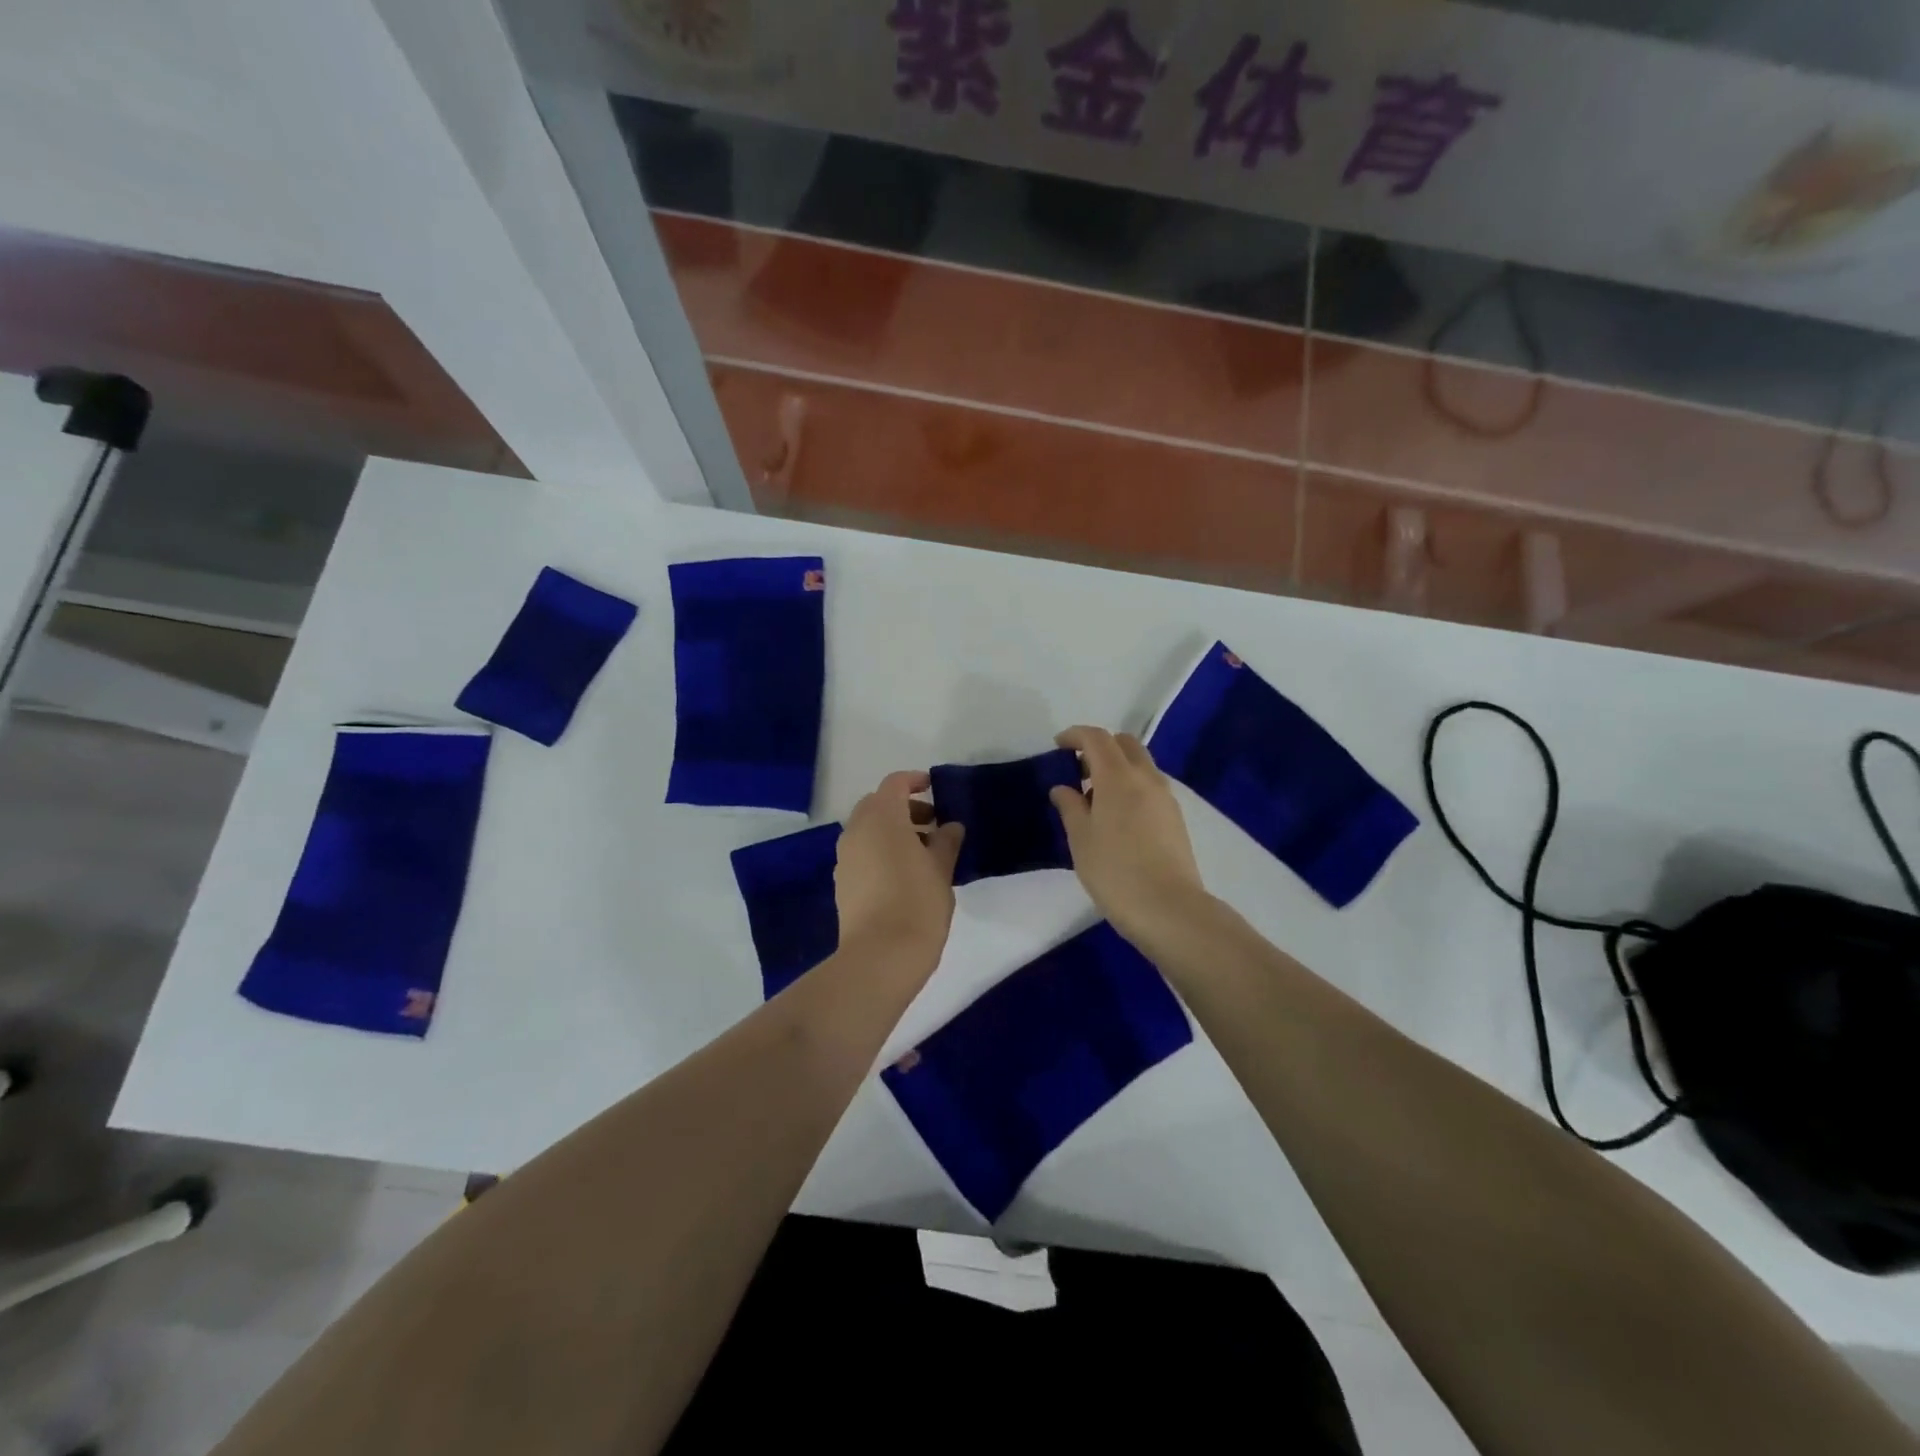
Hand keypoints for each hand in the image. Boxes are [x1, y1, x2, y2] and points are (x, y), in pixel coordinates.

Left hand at [835, 771, 964, 972]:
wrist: (880, 955)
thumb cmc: (917, 902)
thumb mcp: (942, 868)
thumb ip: (947, 841)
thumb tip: (950, 827)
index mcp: (881, 817)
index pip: (895, 783)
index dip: (914, 781)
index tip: (934, 789)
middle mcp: (856, 830)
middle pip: (877, 805)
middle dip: (903, 809)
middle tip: (932, 825)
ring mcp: (845, 857)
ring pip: (867, 830)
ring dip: (891, 831)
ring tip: (923, 853)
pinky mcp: (842, 882)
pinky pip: (861, 853)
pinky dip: (880, 851)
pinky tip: (903, 875)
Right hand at [1050, 726, 1210, 948]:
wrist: (1168, 908)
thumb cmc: (1115, 872)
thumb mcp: (1080, 839)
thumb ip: (1070, 807)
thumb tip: (1064, 788)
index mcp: (1118, 777)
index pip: (1097, 738)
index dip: (1075, 735)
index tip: (1058, 745)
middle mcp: (1146, 778)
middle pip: (1124, 743)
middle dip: (1099, 746)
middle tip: (1077, 770)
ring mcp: (1165, 797)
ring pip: (1140, 764)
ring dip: (1117, 766)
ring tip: (1095, 797)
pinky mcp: (1175, 817)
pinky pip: (1149, 785)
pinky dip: (1130, 785)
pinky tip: (1116, 816)